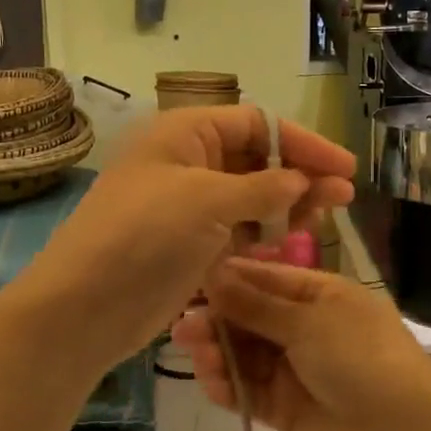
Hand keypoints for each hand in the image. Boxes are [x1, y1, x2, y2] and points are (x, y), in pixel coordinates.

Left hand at [21, 107, 354, 371]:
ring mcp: (188, 207)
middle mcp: (188, 163)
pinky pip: (237, 231)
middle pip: (256, 160)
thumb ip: (264, 188)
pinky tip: (292, 242)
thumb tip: (302, 181)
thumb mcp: (208, 201)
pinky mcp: (190, 246)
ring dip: (287, 205)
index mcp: (185, 134)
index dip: (302, 143)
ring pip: (250, 197)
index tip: (343, 167)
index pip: (256, 124)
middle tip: (343, 197)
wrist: (87, 306)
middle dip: (300, 175)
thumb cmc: (145, 236)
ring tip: (325, 219)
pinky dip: (264, 234)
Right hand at [171, 259, 430, 430]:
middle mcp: (304, 328)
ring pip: (244, 355)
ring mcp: (294, 369)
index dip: (227, 280)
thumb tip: (213, 274)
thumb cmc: (360, 357)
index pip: (264, 278)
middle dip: (217, 320)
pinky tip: (212, 383)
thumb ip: (256, 304)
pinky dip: (229, 387)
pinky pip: (249, 391)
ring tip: (196, 355)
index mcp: (318, 295)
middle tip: (183, 327)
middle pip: (248, 317)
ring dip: (218, 353)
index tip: (188, 281)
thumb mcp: (308, 321)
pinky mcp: (285, 408)